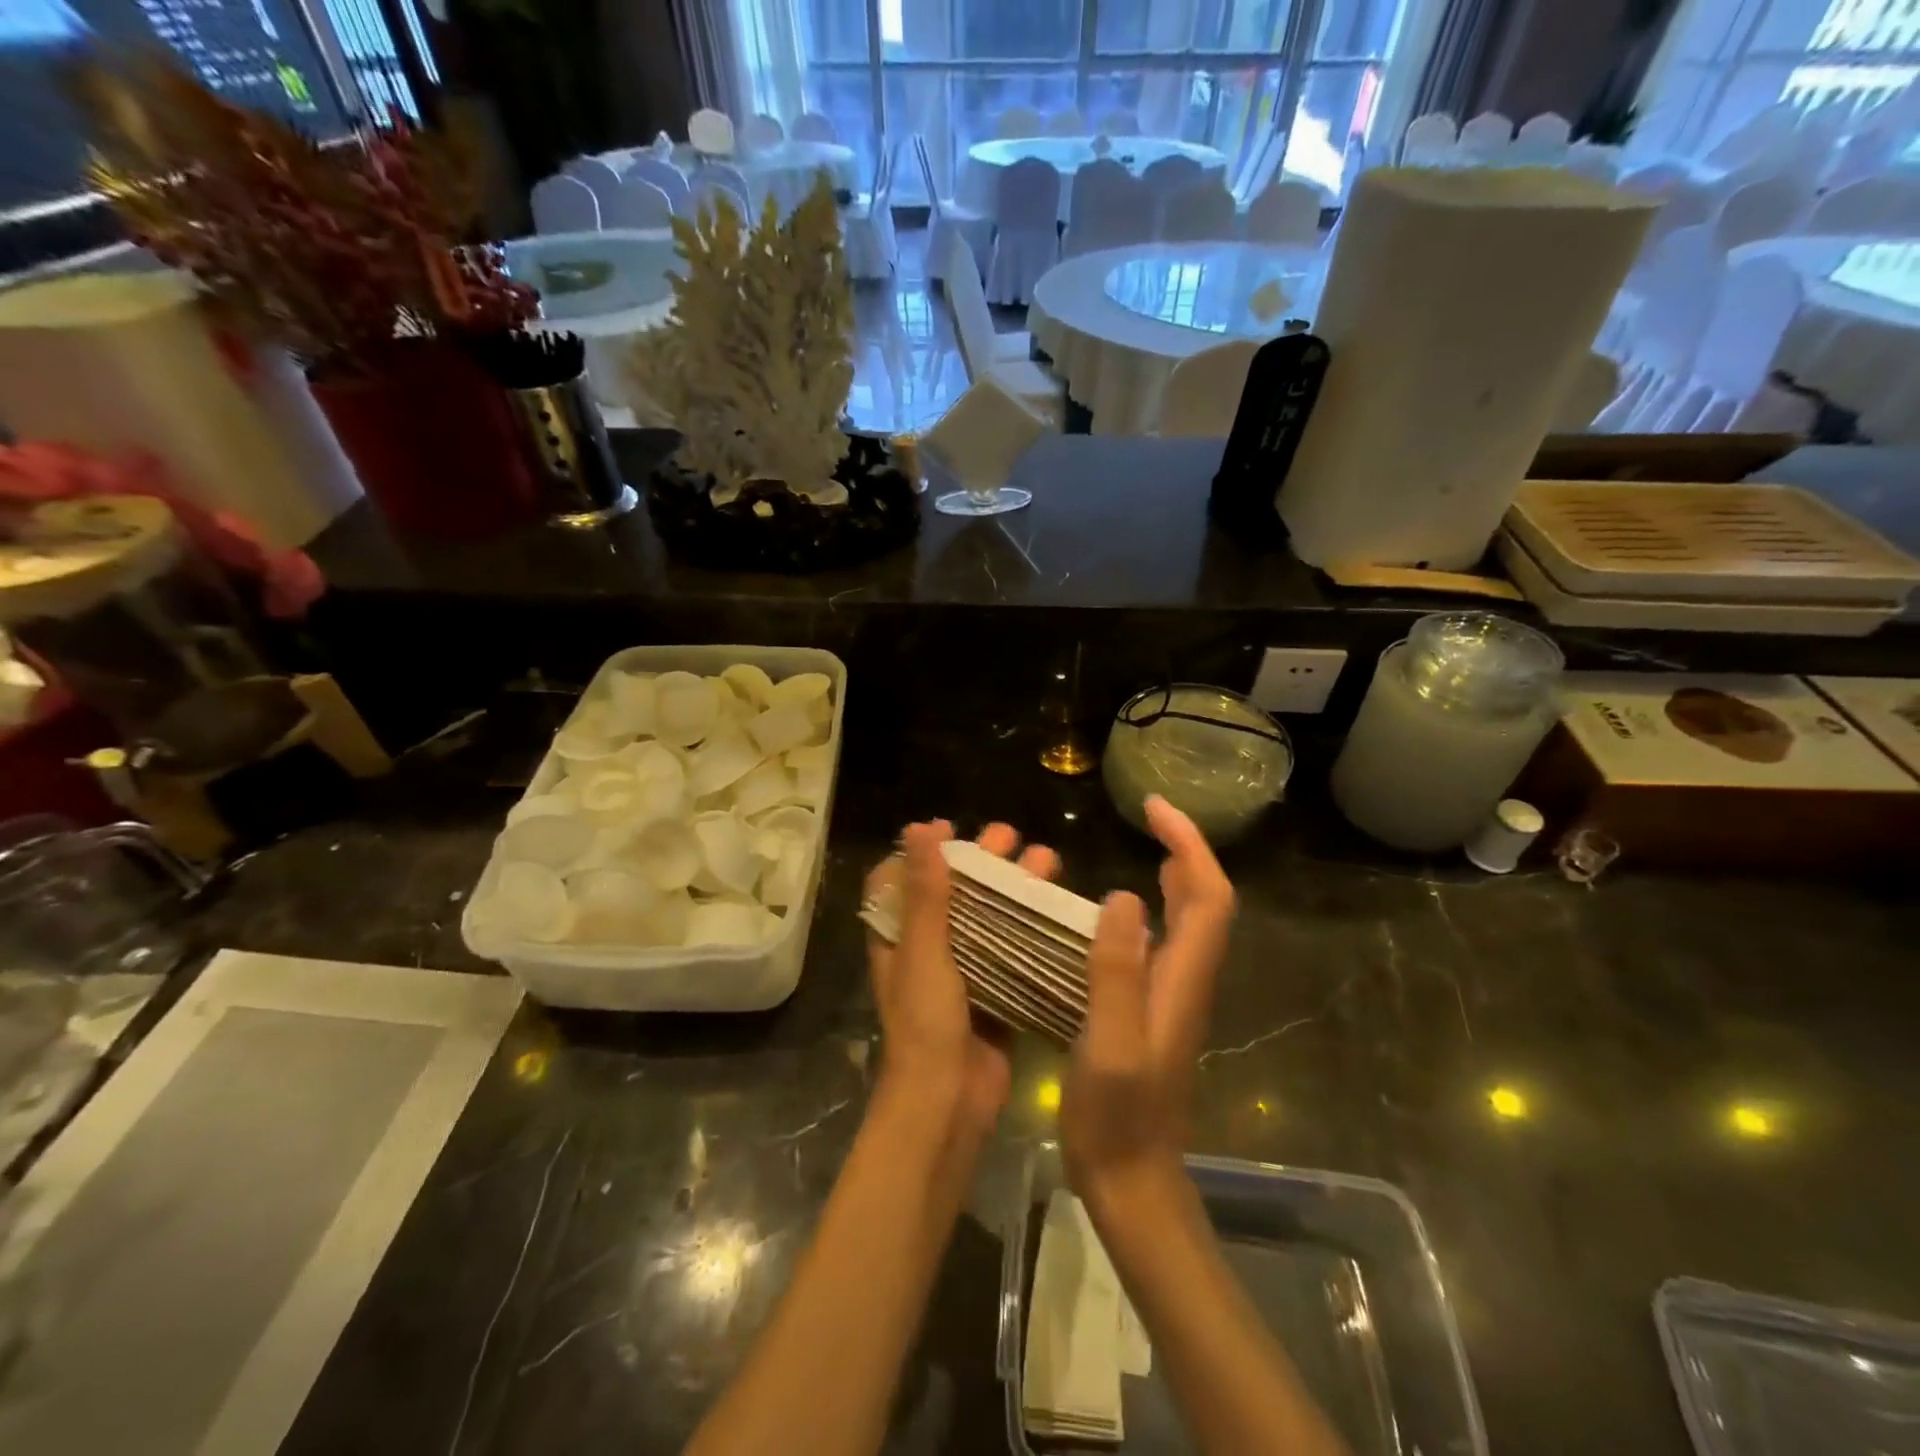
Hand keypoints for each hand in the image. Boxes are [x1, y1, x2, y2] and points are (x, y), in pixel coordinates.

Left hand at [866, 821, 1060, 1135]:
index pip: (899, 880)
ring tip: (1048, 861)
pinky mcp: (995, 995)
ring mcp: (964, 973)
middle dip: (982, 861)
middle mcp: (928, 949)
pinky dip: (1032, 930)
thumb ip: (925, 893)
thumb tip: (920, 829)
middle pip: (953, 892)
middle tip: (1012, 837)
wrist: (948, 1104)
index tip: (951, 827)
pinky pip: (1014, 953)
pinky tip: (1060, 911)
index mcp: (898, 937)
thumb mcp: (924, 952)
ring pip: (989, 918)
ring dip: (1014, 889)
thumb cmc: (926, 1024)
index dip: (921, 850)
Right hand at [1062, 795, 1234, 1211]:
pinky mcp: (1153, 1010)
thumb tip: (1122, 897)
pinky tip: (1117, 911)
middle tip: (1149, 815)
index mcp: (1183, 980)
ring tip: (1143, 844)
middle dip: (1186, 848)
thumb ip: (1117, 974)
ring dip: (1176, 874)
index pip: (1208, 897)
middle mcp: (1187, 980)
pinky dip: (1154, 907)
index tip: (1155, 809)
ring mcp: (1173, 997)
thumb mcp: (1109, 1045)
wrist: (1132, 1182)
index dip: (1190, 845)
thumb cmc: (1117, 1117)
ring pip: (1189, 920)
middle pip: (1207, 901)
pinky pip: (1163, 942)